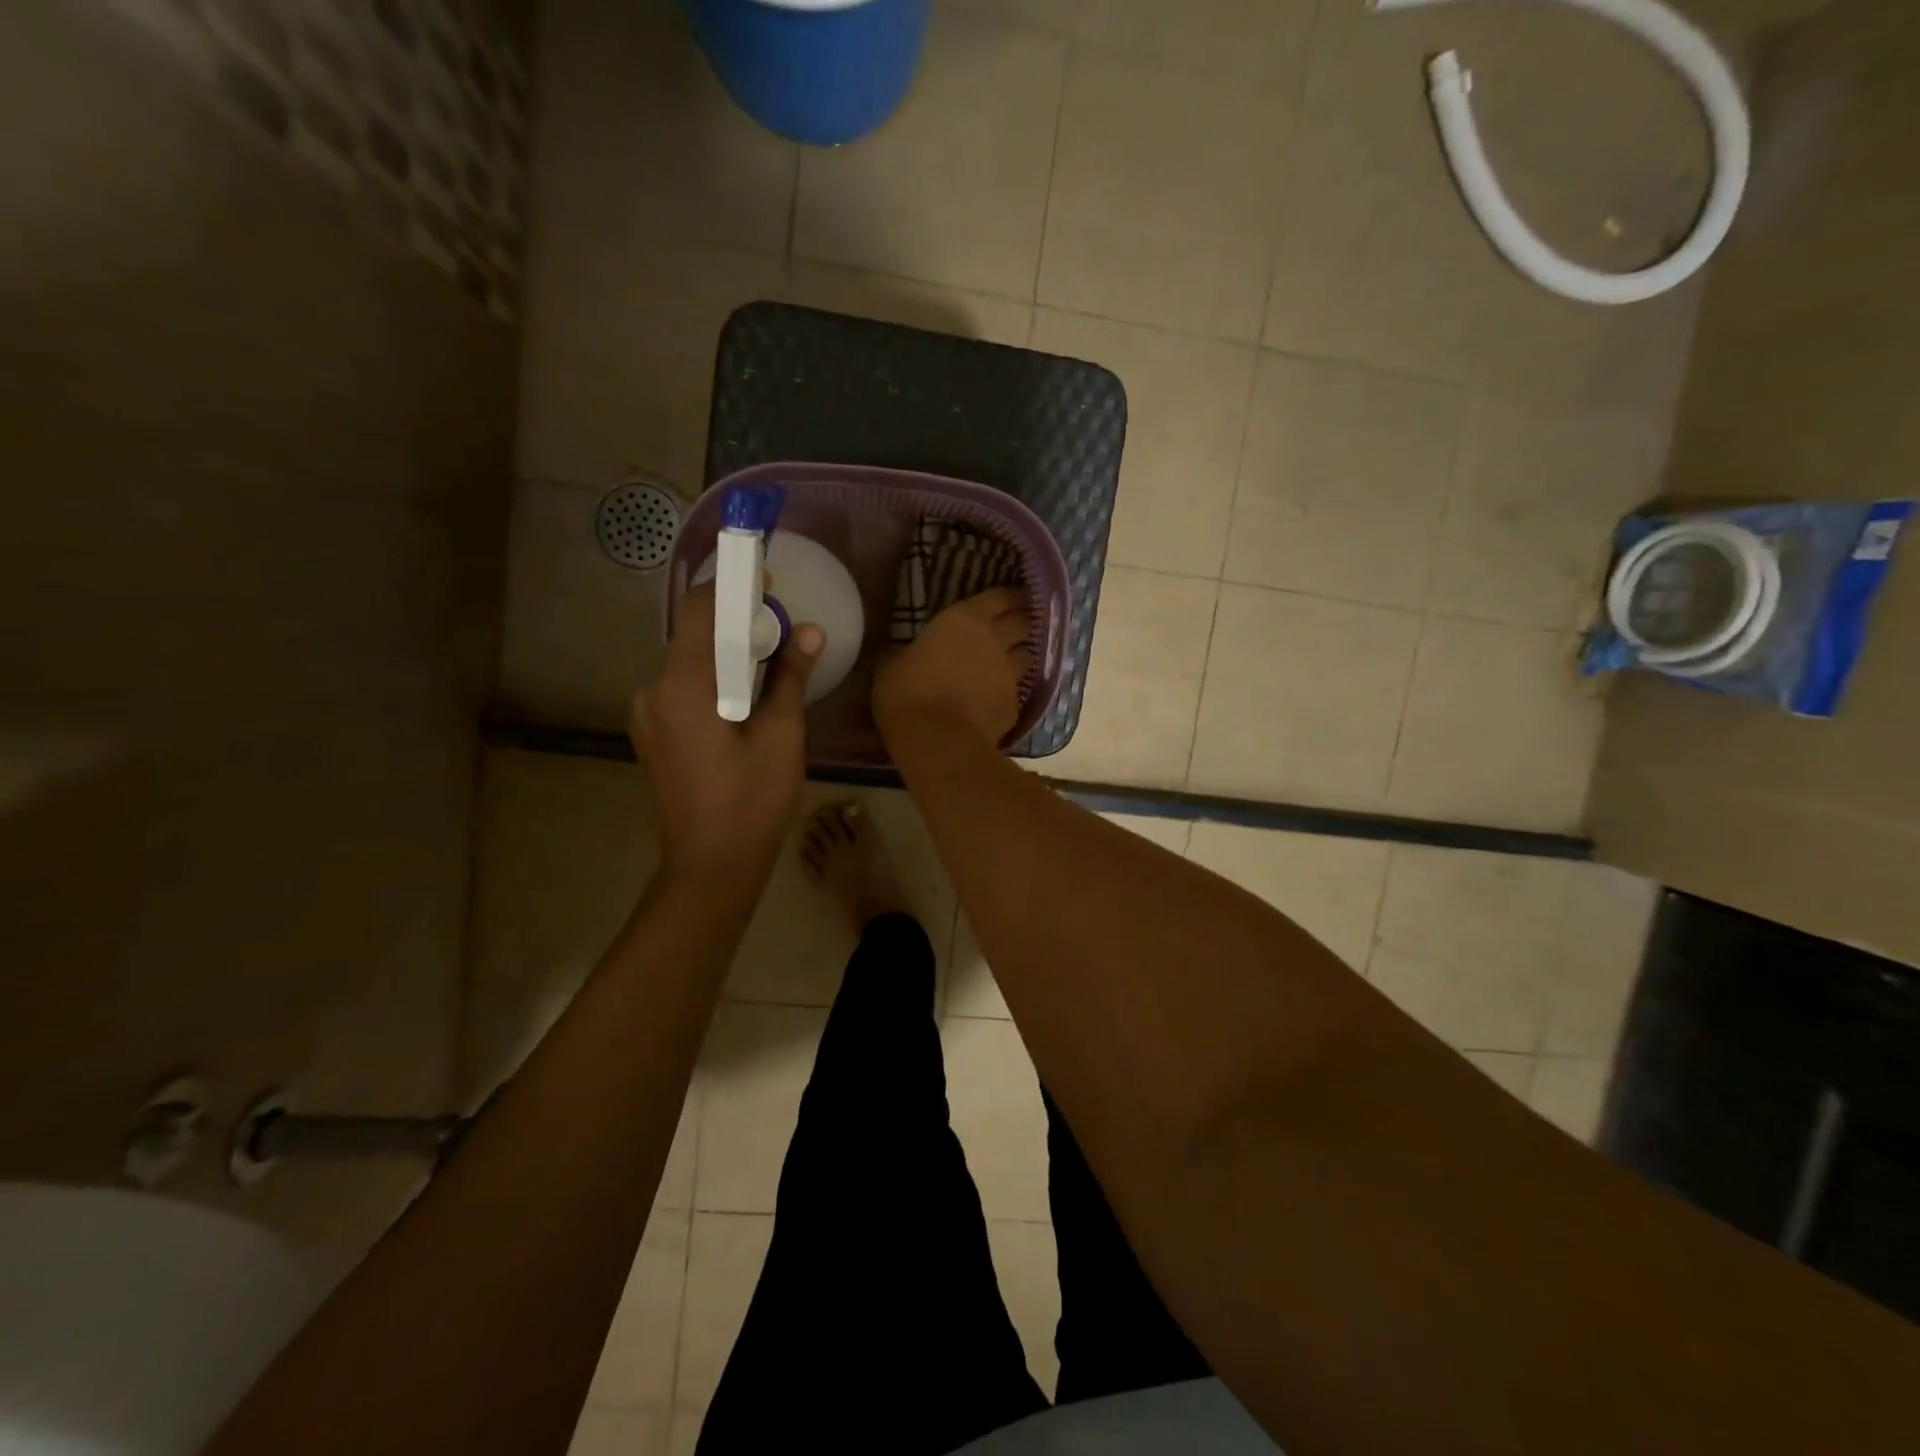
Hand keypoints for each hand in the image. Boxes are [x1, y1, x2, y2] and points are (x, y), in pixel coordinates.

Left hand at [631, 585, 822, 877]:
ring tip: (770, 667)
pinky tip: (745, 701)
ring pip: (689, 664)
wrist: (710, 868)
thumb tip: (810, 631)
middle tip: (782, 631)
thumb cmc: (752, 803)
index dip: (733, 587)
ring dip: (726, 655)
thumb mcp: (781, 737)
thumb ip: (790, 678)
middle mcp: (653, 691)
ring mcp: (647, 714)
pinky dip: (714, 681)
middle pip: (694, 635)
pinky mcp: (653, 734)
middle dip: (736, 623)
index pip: (699, 610)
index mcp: (683, 687)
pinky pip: (683, 689)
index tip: (769, 583)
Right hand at [874, 587, 1030, 749]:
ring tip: (1011, 660)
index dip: (1008, 596)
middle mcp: (994, 640)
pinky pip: (1017, 691)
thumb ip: (906, 653)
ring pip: (1028, 655)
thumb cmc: (907, 694)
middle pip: (1023, 622)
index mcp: (964, 620)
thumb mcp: (891, 666)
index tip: (1012, 597)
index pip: (999, 596)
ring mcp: (1009, 674)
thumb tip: (903, 653)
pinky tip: (999, 698)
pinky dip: (1010, 691)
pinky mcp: (1015, 705)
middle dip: (1022, 621)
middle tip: (1016, 624)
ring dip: (1020, 655)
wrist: (938, 741)